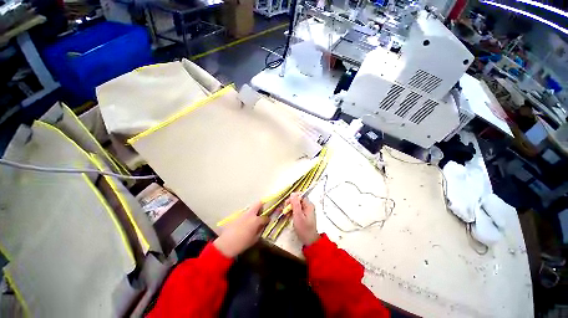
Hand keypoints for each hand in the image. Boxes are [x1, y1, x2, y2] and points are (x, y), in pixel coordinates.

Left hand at [214, 202, 268, 257]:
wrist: (226, 244)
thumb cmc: (242, 243)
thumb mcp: (254, 239)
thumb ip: (259, 231)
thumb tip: (261, 226)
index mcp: (256, 220)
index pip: (265, 217)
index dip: (267, 219)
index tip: (268, 221)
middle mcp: (250, 214)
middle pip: (258, 204)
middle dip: (262, 205)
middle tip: (263, 210)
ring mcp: (243, 214)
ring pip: (251, 209)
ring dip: (254, 211)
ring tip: (254, 218)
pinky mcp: (237, 216)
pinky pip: (245, 214)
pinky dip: (248, 216)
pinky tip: (246, 222)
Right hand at [288, 193, 318, 245]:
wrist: (309, 240)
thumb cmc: (304, 228)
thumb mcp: (298, 216)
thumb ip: (295, 204)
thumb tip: (292, 194)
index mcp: (308, 204)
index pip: (300, 195)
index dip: (293, 197)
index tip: (287, 204)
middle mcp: (308, 205)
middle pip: (297, 199)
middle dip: (290, 203)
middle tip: (285, 210)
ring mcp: (306, 210)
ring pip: (296, 204)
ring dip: (290, 207)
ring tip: (286, 214)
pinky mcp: (304, 214)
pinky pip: (297, 209)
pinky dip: (292, 211)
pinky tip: (288, 216)